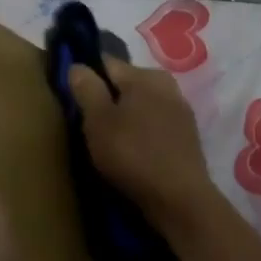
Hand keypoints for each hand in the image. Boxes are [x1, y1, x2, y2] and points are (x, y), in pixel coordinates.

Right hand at [67, 57, 220, 233]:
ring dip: (127, 116)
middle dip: (108, 97)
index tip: (73, 95)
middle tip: (90, 123)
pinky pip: (156, 124)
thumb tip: (77, 65)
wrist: (180, 198)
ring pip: (143, 104)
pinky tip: (134, 151)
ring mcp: (181, 110)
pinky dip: (142, 132)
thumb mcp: (98, 121)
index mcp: (144, 75)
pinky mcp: (187, 136)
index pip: (107, 62)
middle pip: (127, 83)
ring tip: (110, 140)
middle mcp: (167, 85)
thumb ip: (87, 89)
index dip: (87, 75)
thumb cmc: (133, 154)